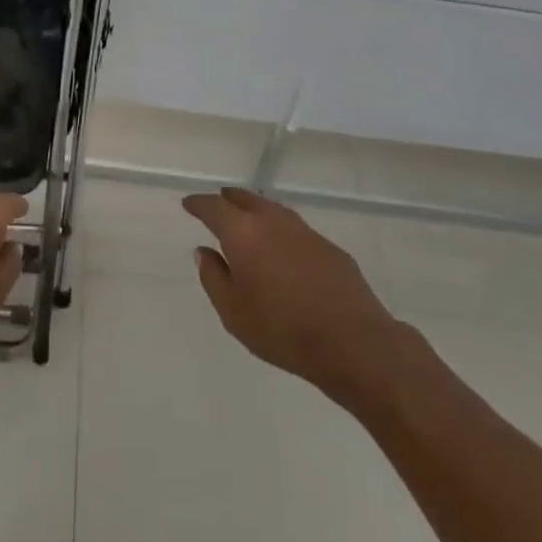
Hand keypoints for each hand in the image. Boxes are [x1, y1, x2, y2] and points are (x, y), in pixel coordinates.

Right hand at [183, 187, 406, 394]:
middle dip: (228, 200)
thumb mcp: (233, 313)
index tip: (189, 204)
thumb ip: (213, 277)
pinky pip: (295, 229)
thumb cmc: (282, 331)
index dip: (198, 204)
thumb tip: (205, 251)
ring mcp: (304, 231)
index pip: (213, 207)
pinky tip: (283, 249)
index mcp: (243, 233)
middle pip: (245, 199)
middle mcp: (272, 221)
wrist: (353, 343)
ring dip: (256, 210)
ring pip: (272, 209)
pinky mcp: (328, 247)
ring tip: (248, 220)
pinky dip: (281, 231)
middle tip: (218, 204)